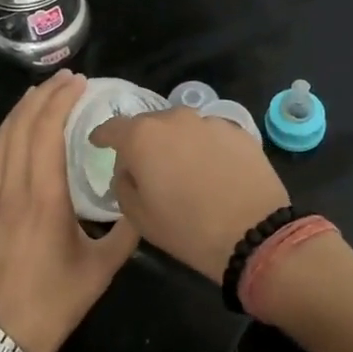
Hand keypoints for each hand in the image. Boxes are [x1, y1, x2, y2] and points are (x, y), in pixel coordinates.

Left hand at [0, 71, 139, 351]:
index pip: (46, 130)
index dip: (61, 100)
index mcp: (42, 196)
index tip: (79, 82)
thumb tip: (143, 199)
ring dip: (20, 110)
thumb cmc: (52, 303)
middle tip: (65, 79)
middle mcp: (10, 187)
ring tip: (40, 94)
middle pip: (20, 125)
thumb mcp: (101, 269)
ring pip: (0, 138)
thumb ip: (126, 231)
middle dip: (42, 95)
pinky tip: (17, 133)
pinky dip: (6, 134)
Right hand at [89, 108, 289, 284]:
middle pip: (149, 125)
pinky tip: (213, 171)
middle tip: (147, 166)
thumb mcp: (139, 216)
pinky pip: (210, 135)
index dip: (103, 136)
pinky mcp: (237, 130)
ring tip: (184, 169)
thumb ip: (124, 184)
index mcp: (142, 137)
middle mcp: (174, 118)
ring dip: (177, 143)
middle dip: (144, 142)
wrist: (254, 233)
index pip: (112, 128)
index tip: (98, 143)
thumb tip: (129, 170)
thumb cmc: (187, 229)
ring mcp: (209, 121)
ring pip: (182, 127)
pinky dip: (205, 148)